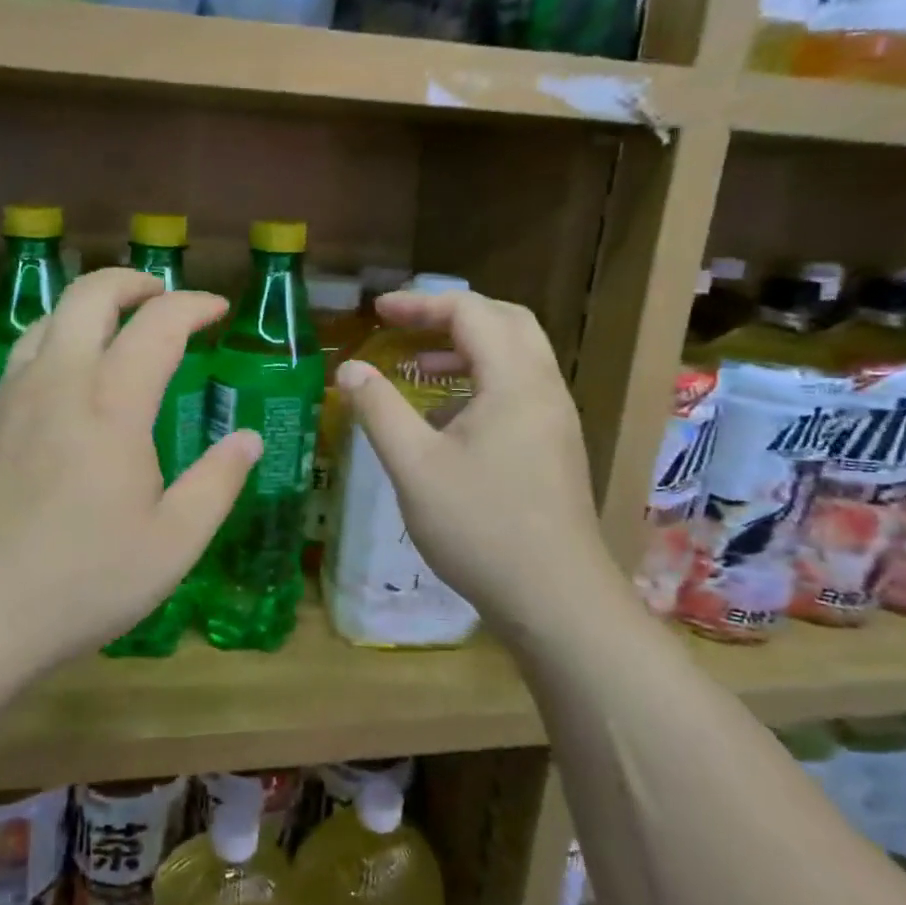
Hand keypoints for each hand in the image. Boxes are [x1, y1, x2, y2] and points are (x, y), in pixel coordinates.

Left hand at [0, 268, 260, 666]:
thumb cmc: (84, 580)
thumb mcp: (174, 543)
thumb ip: (218, 482)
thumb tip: (248, 438)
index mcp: (112, 404)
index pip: (158, 324)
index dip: (193, 305)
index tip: (218, 310)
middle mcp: (59, 382)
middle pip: (90, 295)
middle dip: (133, 281)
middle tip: (164, 297)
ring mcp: (13, 397)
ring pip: (48, 318)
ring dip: (90, 308)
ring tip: (118, 330)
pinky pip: (23, 354)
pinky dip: (57, 340)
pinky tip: (69, 381)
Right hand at [335, 289, 604, 629]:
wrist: (556, 600)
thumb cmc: (481, 527)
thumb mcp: (414, 466)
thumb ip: (379, 410)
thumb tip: (350, 369)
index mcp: (515, 381)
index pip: (471, 312)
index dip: (421, 304)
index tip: (377, 312)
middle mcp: (544, 388)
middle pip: (505, 321)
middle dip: (451, 315)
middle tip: (404, 326)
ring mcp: (555, 419)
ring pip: (516, 356)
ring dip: (468, 348)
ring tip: (420, 366)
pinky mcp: (555, 447)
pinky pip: (519, 389)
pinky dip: (482, 381)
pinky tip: (446, 419)